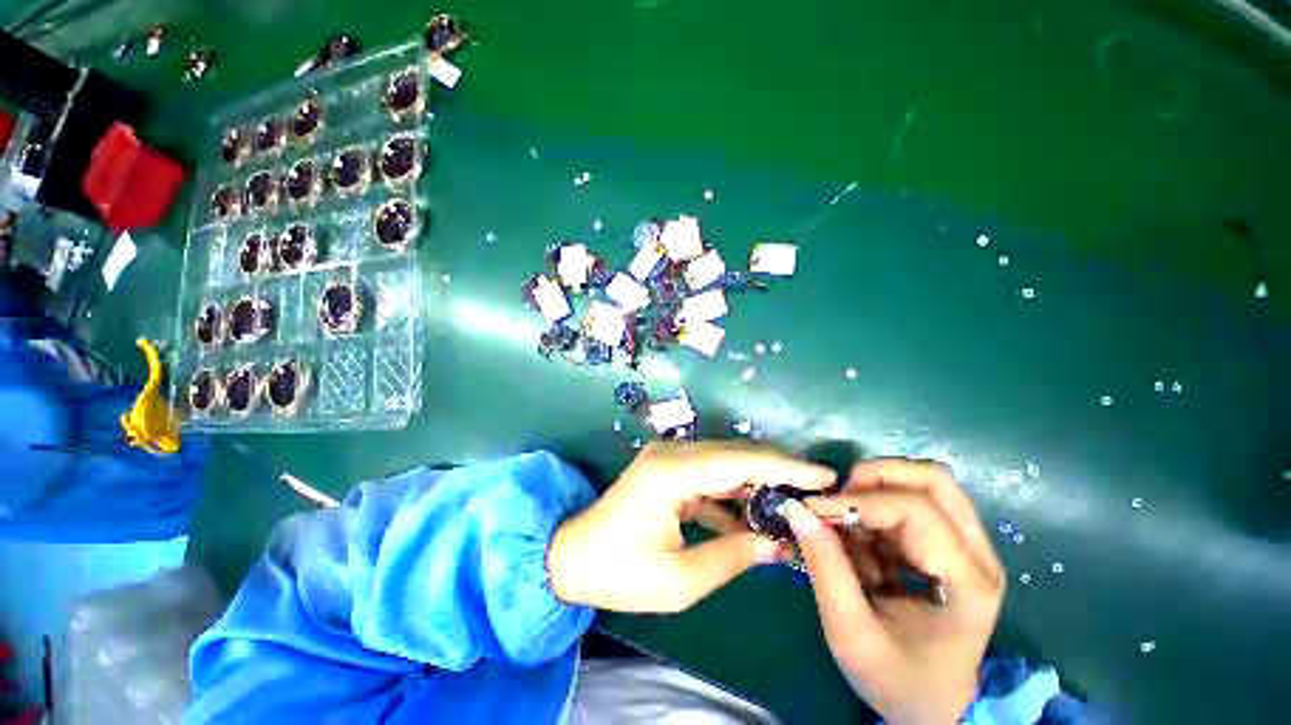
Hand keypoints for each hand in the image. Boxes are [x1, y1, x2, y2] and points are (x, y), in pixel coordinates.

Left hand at [547, 441, 835, 612]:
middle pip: (736, 454)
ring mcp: (669, 457)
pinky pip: (710, 474)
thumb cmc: (619, 573)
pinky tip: (754, 516)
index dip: (784, 467)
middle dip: (778, 470)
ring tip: (793, 504)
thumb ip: (732, 557)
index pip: (739, 461)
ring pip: (726, 461)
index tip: (824, 475)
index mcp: (670, 473)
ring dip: (758, 481)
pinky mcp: (668, 468)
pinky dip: (735, 491)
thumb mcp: (679, 580)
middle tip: (817, 490)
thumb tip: (778, 543)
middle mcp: (671, 453)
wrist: (571, 556)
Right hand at [782, 459, 1004, 724]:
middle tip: (838, 499)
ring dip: (875, 493)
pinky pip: (914, 502)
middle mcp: (979, 556)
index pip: (914, 510)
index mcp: (967, 584)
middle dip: (875, 477)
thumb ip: (824, 568)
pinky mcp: (954, 547)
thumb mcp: (851, 634)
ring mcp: (971, 549)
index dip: (857, 501)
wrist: (936, 709)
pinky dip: (877, 510)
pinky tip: (861, 543)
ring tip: (847, 526)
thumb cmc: (898, 682)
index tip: (813, 510)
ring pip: (924, 483)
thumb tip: (796, 510)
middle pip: (933, 479)